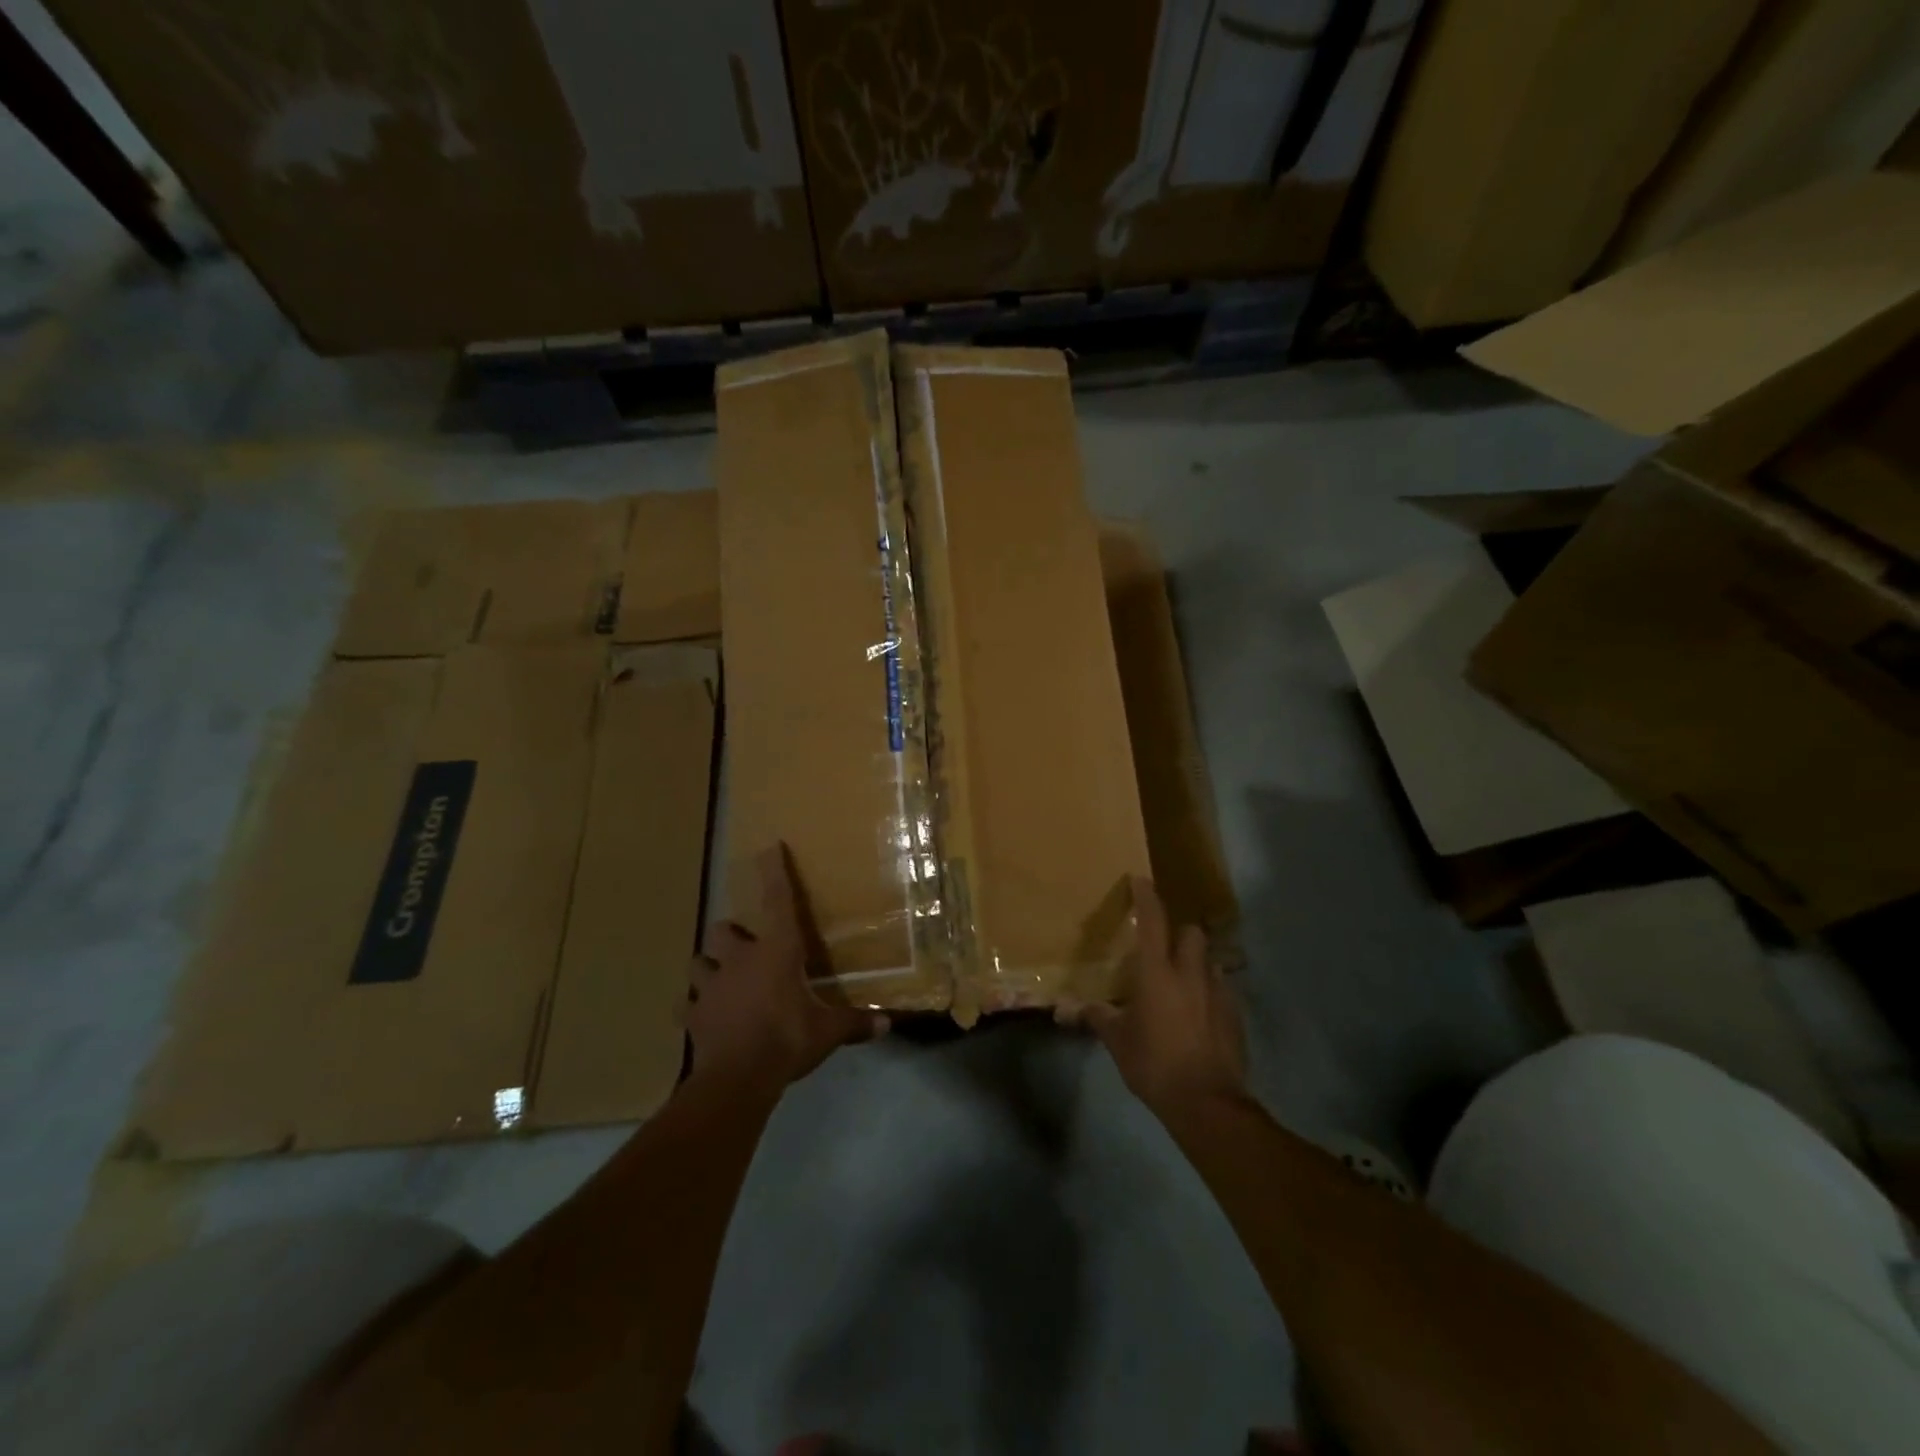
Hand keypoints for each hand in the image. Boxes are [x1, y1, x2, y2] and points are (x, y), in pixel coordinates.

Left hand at [690, 844, 888, 1089]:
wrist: (738, 1078)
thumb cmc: (787, 1040)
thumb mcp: (827, 1032)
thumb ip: (855, 1023)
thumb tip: (888, 1024)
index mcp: (776, 952)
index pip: (778, 901)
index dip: (774, 872)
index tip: (769, 847)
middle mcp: (739, 960)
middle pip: (722, 930)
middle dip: (731, 935)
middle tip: (745, 948)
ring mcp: (711, 986)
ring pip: (698, 962)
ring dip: (708, 967)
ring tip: (720, 978)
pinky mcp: (693, 1014)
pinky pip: (686, 1004)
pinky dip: (693, 1007)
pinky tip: (703, 1016)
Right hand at [1056, 877, 1244, 1112]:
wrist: (1207, 1102)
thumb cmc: (1154, 1063)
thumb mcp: (1117, 1041)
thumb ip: (1095, 1017)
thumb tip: (1062, 1009)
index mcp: (1157, 973)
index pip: (1153, 921)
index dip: (1147, 897)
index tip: (1140, 880)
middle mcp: (1190, 974)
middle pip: (1192, 933)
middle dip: (1180, 932)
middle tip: (1164, 946)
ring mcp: (1218, 993)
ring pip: (1210, 961)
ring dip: (1197, 963)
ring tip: (1183, 980)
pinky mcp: (1235, 1016)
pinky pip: (1223, 990)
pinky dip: (1211, 992)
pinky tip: (1200, 1012)